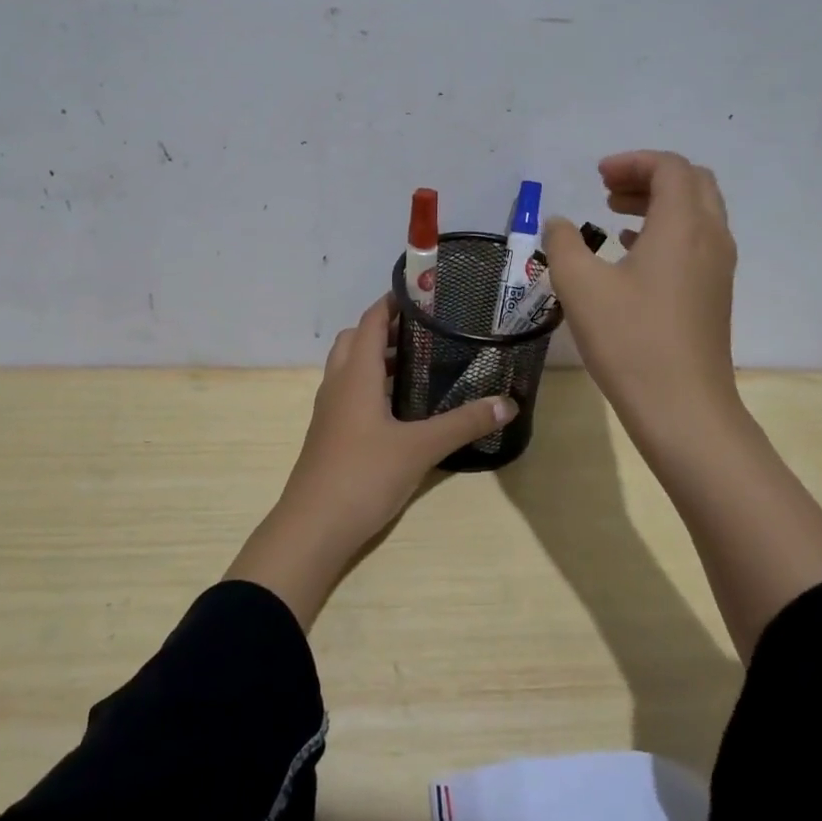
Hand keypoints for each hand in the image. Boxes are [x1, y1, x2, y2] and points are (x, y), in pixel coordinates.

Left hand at [225, 295, 517, 627]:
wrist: (313, 526)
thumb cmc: (363, 475)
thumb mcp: (420, 448)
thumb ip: (463, 424)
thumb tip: (508, 403)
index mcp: (356, 374)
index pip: (371, 320)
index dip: (394, 302)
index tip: (426, 294)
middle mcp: (338, 383)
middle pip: (356, 339)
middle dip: (385, 329)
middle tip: (425, 332)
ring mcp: (329, 409)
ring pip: (350, 366)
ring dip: (377, 357)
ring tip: (419, 365)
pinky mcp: (330, 432)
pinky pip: (349, 391)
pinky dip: (371, 384)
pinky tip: (400, 407)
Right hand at [543, 151, 740, 437]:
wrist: (682, 407)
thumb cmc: (630, 339)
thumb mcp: (580, 286)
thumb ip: (563, 243)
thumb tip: (560, 223)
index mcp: (683, 225)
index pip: (669, 168)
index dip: (632, 162)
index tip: (596, 176)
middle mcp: (710, 237)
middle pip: (691, 183)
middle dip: (648, 177)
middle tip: (607, 189)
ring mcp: (718, 268)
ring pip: (696, 213)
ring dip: (658, 204)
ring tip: (613, 216)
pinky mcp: (714, 294)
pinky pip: (696, 242)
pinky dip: (666, 231)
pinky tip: (631, 253)